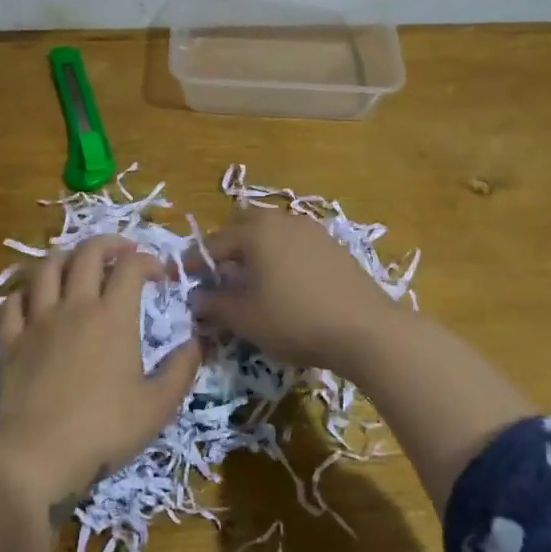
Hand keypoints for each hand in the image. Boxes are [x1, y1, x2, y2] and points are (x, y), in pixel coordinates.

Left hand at [0, 236, 200, 515]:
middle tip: (122, 251)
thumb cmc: (103, 430)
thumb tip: (200, 341)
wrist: (36, 453)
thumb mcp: (157, 406)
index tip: (160, 274)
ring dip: (65, 257)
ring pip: (46, 268)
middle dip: (107, 243)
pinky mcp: (10, 340)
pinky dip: (24, 292)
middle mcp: (74, 306)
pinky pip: (12, 302)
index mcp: (113, 316)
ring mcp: (37, 320)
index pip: (130, 267)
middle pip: (86, 254)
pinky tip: (33, 299)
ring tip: (76, 264)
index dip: (148, 260)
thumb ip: (182, 370)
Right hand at [192, 210, 405, 375]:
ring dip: (256, 250)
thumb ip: (214, 304)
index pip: (214, 243)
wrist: (366, 330)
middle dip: (227, 246)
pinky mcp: (334, 247)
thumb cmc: (294, 320)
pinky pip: (296, 244)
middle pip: (244, 225)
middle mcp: (282, 221)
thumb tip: (195, 297)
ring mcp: (313, 231)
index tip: (184, 279)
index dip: (196, 263)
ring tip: (252, 279)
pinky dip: (282, 256)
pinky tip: (286, 284)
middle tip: (220, 274)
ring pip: (273, 232)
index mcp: (255, 232)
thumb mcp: (245, 318)